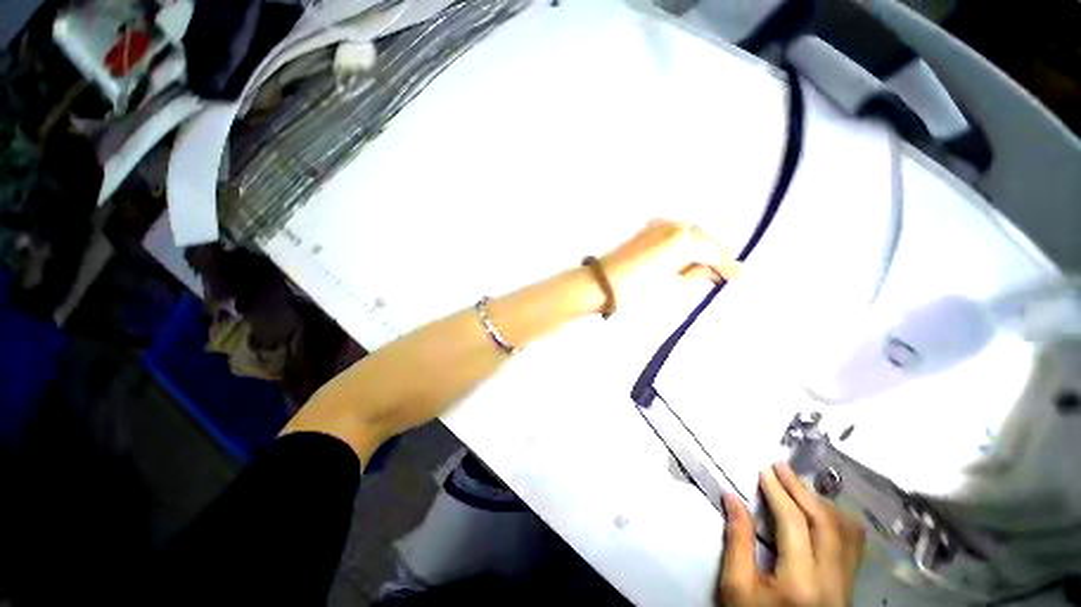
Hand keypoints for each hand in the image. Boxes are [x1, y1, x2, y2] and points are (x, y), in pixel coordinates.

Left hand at [599, 220, 739, 306]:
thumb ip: (694, 275)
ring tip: (706, 268)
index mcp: (684, 239)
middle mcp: (673, 225)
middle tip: (724, 273)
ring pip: (687, 235)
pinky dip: (682, 245)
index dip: (727, 266)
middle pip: (701, 240)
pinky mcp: (644, 232)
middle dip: (714, 256)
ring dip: (698, 249)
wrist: (600, 284)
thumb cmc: (637, 290)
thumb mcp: (672, 287)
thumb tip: (709, 271)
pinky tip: (686, 256)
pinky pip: (672, 235)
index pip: (713, 252)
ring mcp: (657, 226)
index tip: (739, 278)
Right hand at [717, 464, 865, 606]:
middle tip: (781, 468)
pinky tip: (823, 512)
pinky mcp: (850, 587)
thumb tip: (732, 498)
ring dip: (822, 503)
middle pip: (826, 523)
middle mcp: (833, 581)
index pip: (795, 524)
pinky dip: (839, 521)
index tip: (765, 471)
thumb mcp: (736, 587)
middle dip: (802, 490)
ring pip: (847, 533)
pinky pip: (854, 546)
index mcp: (801, 583)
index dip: (779, 493)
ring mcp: (847, 586)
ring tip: (799, 487)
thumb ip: (737, 540)